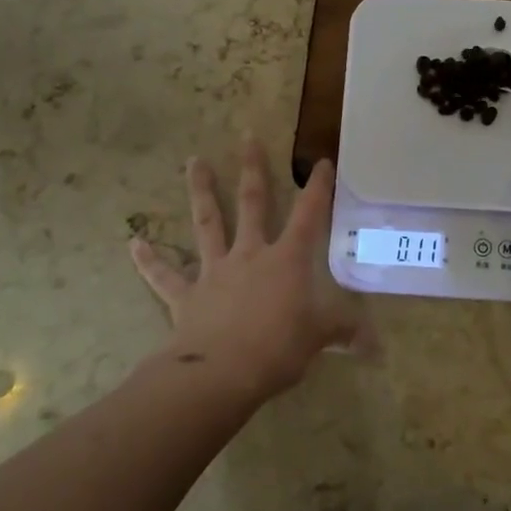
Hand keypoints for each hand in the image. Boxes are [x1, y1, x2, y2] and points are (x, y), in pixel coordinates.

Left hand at [130, 137, 375, 404]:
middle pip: (252, 204)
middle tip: (246, 137)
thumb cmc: (278, 348)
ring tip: (193, 161)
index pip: (309, 215)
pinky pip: (165, 276)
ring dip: (201, 192)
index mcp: (286, 260)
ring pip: (208, 224)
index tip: (321, 161)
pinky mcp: (186, 296)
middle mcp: (250, 255)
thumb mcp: (319, 338)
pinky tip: (134, 243)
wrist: (220, 374)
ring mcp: (214, 271)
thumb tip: (376, 347)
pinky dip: (149, 260)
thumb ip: (345, 333)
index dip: (318, 188)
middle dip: (252, 169)